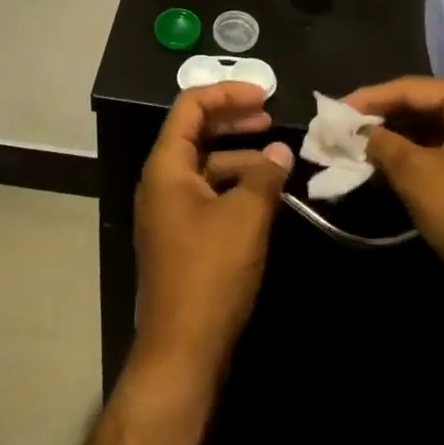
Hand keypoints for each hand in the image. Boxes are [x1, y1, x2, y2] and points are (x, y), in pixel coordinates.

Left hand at [134, 83, 293, 377]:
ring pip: (205, 165)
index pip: (191, 107)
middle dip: (233, 120)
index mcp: (166, 166)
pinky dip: (235, 185)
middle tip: (271, 117)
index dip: (227, 93)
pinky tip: (264, 194)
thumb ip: (265, 176)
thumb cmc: (209, 274)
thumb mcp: (245, 217)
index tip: (264, 95)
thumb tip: (282, 152)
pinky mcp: (182, 236)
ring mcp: (170, 211)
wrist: (182, 352)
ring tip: (278, 159)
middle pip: (196, 132)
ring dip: (240, 155)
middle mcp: (162, 181)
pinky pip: (208, 193)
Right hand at [349, 78, 443, 310]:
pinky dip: (422, 151)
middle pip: (429, 104)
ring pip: (440, 126)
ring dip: (402, 135)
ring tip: (361, 141)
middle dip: (386, 116)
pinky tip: (391, 158)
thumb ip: (381, 142)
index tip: (336, 108)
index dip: (371, 98)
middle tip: (346, 125)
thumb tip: (357, 132)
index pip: (415, 89)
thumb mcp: (415, 174)